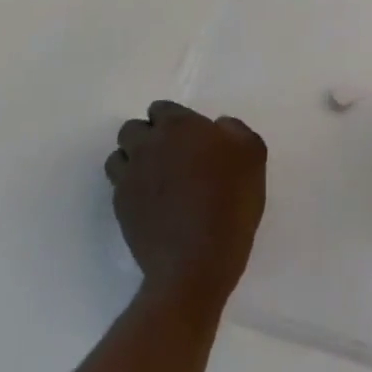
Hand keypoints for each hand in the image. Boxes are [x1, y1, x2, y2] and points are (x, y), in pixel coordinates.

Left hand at [106, 102, 266, 307]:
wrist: (197, 263)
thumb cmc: (230, 202)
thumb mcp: (252, 154)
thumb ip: (234, 130)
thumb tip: (218, 127)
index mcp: (178, 126)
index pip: (161, 108)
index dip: (174, 121)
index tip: (189, 139)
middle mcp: (147, 145)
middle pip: (133, 129)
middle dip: (147, 137)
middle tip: (171, 157)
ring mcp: (129, 177)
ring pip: (119, 156)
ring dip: (132, 161)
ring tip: (155, 180)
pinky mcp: (120, 209)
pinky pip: (118, 187)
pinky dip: (130, 190)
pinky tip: (151, 205)